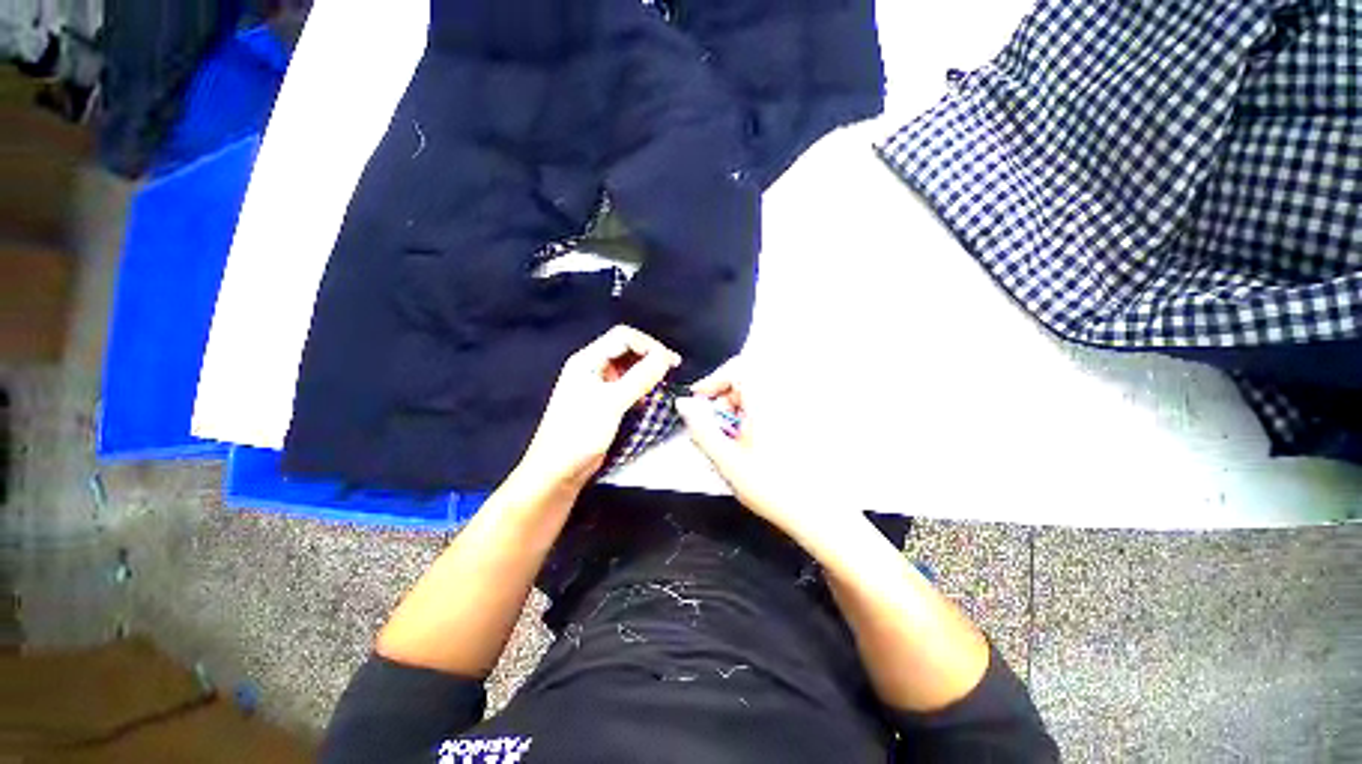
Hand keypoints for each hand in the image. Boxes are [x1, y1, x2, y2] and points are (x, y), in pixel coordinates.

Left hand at [516, 325, 680, 493]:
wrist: (558, 470)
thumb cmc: (580, 433)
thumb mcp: (612, 403)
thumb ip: (640, 378)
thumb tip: (665, 357)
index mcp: (587, 360)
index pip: (623, 337)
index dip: (649, 345)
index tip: (671, 362)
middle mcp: (592, 367)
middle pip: (626, 349)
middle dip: (650, 356)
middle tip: (673, 369)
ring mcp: (597, 384)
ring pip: (628, 367)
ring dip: (647, 371)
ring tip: (666, 381)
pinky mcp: (603, 401)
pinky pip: (626, 384)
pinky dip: (641, 386)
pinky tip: (652, 395)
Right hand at [676, 359, 843, 539]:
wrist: (814, 511)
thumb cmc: (769, 486)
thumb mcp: (726, 460)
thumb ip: (701, 429)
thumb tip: (684, 404)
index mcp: (766, 403)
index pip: (737, 368)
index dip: (713, 379)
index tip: (699, 400)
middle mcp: (782, 399)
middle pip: (746, 378)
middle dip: (724, 397)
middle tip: (716, 425)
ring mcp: (793, 409)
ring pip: (756, 392)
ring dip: (736, 407)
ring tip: (732, 437)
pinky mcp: (797, 420)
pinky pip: (768, 404)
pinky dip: (751, 414)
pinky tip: (749, 441)